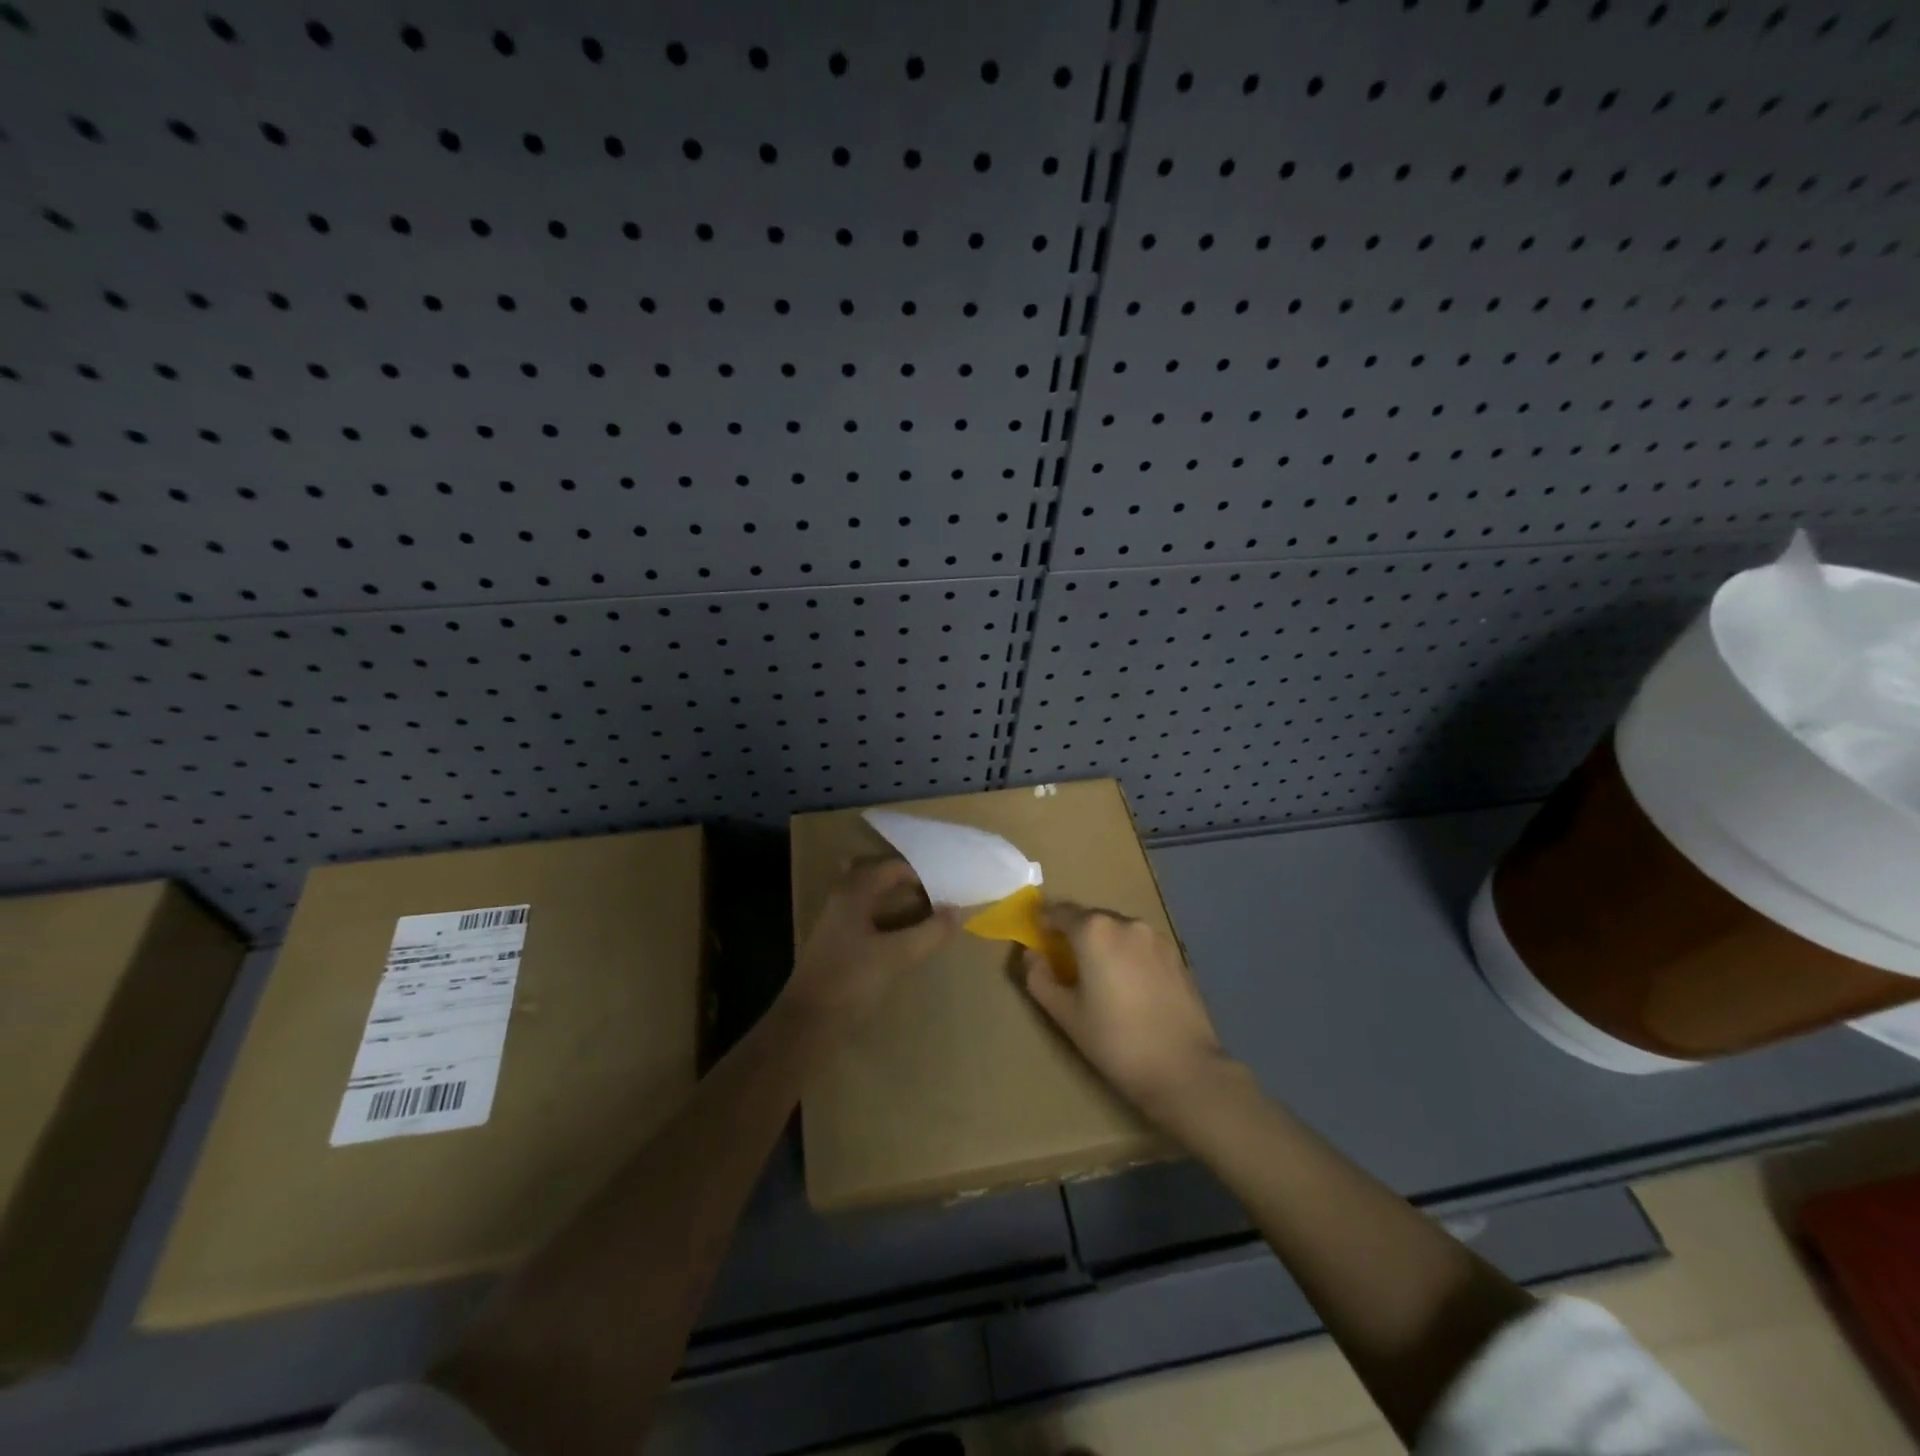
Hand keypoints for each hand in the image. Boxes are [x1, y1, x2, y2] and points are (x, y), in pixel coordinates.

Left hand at [785, 858, 959, 1031]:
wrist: (808, 1023)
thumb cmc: (852, 980)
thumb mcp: (897, 955)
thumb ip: (930, 931)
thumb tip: (958, 910)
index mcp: (854, 893)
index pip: (892, 868)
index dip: (921, 875)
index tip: (946, 890)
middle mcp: (842, 900)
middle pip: (878, 877)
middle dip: (906, 883)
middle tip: (936, 895)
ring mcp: (835, 922)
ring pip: (869, 898)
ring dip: (895, 900)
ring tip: (924, 912)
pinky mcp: (835, 945)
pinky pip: (864, 917)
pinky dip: (885, 918)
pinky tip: (900, 935)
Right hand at [1021, 902, 1230, 1119]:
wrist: (1184, 1069)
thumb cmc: (1115, 1041)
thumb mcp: (1065, 1014)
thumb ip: (1040, 978)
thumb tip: (1031, 955)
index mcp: (1094, 930)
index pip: (1060, 911)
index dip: (1044, 922)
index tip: (1037, 937)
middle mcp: (1126, 923)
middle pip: (1091, 918)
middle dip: (1075, 933)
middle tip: (1066, 962)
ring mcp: (1156, 937)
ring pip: (1118, 930)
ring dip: (1104, 943)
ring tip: (1100, 976)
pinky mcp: (1177, 955)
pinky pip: (1141, 945)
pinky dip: (1128, 955)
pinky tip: (1130, 986)